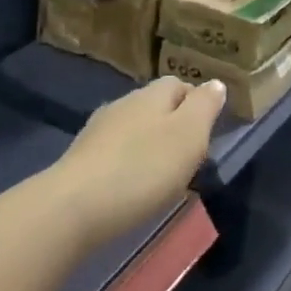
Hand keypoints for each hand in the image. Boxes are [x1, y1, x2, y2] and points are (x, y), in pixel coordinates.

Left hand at [53, 77, 225, 243]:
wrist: (74, 207)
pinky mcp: (81, 159)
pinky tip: (133, 185)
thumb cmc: (143, 168)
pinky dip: (129, 163)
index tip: (210, 129)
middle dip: (173, 124)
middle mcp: (123, 104)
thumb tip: (215, 83)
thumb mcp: (189, 135)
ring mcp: (97, 131)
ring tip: (163, 173)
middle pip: (155, 105)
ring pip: (133, 128)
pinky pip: (115, 152)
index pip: (179, 84)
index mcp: (152, 94)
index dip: (197, 102)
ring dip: (149, 144)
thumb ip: (205, 107)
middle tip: (190, 156)